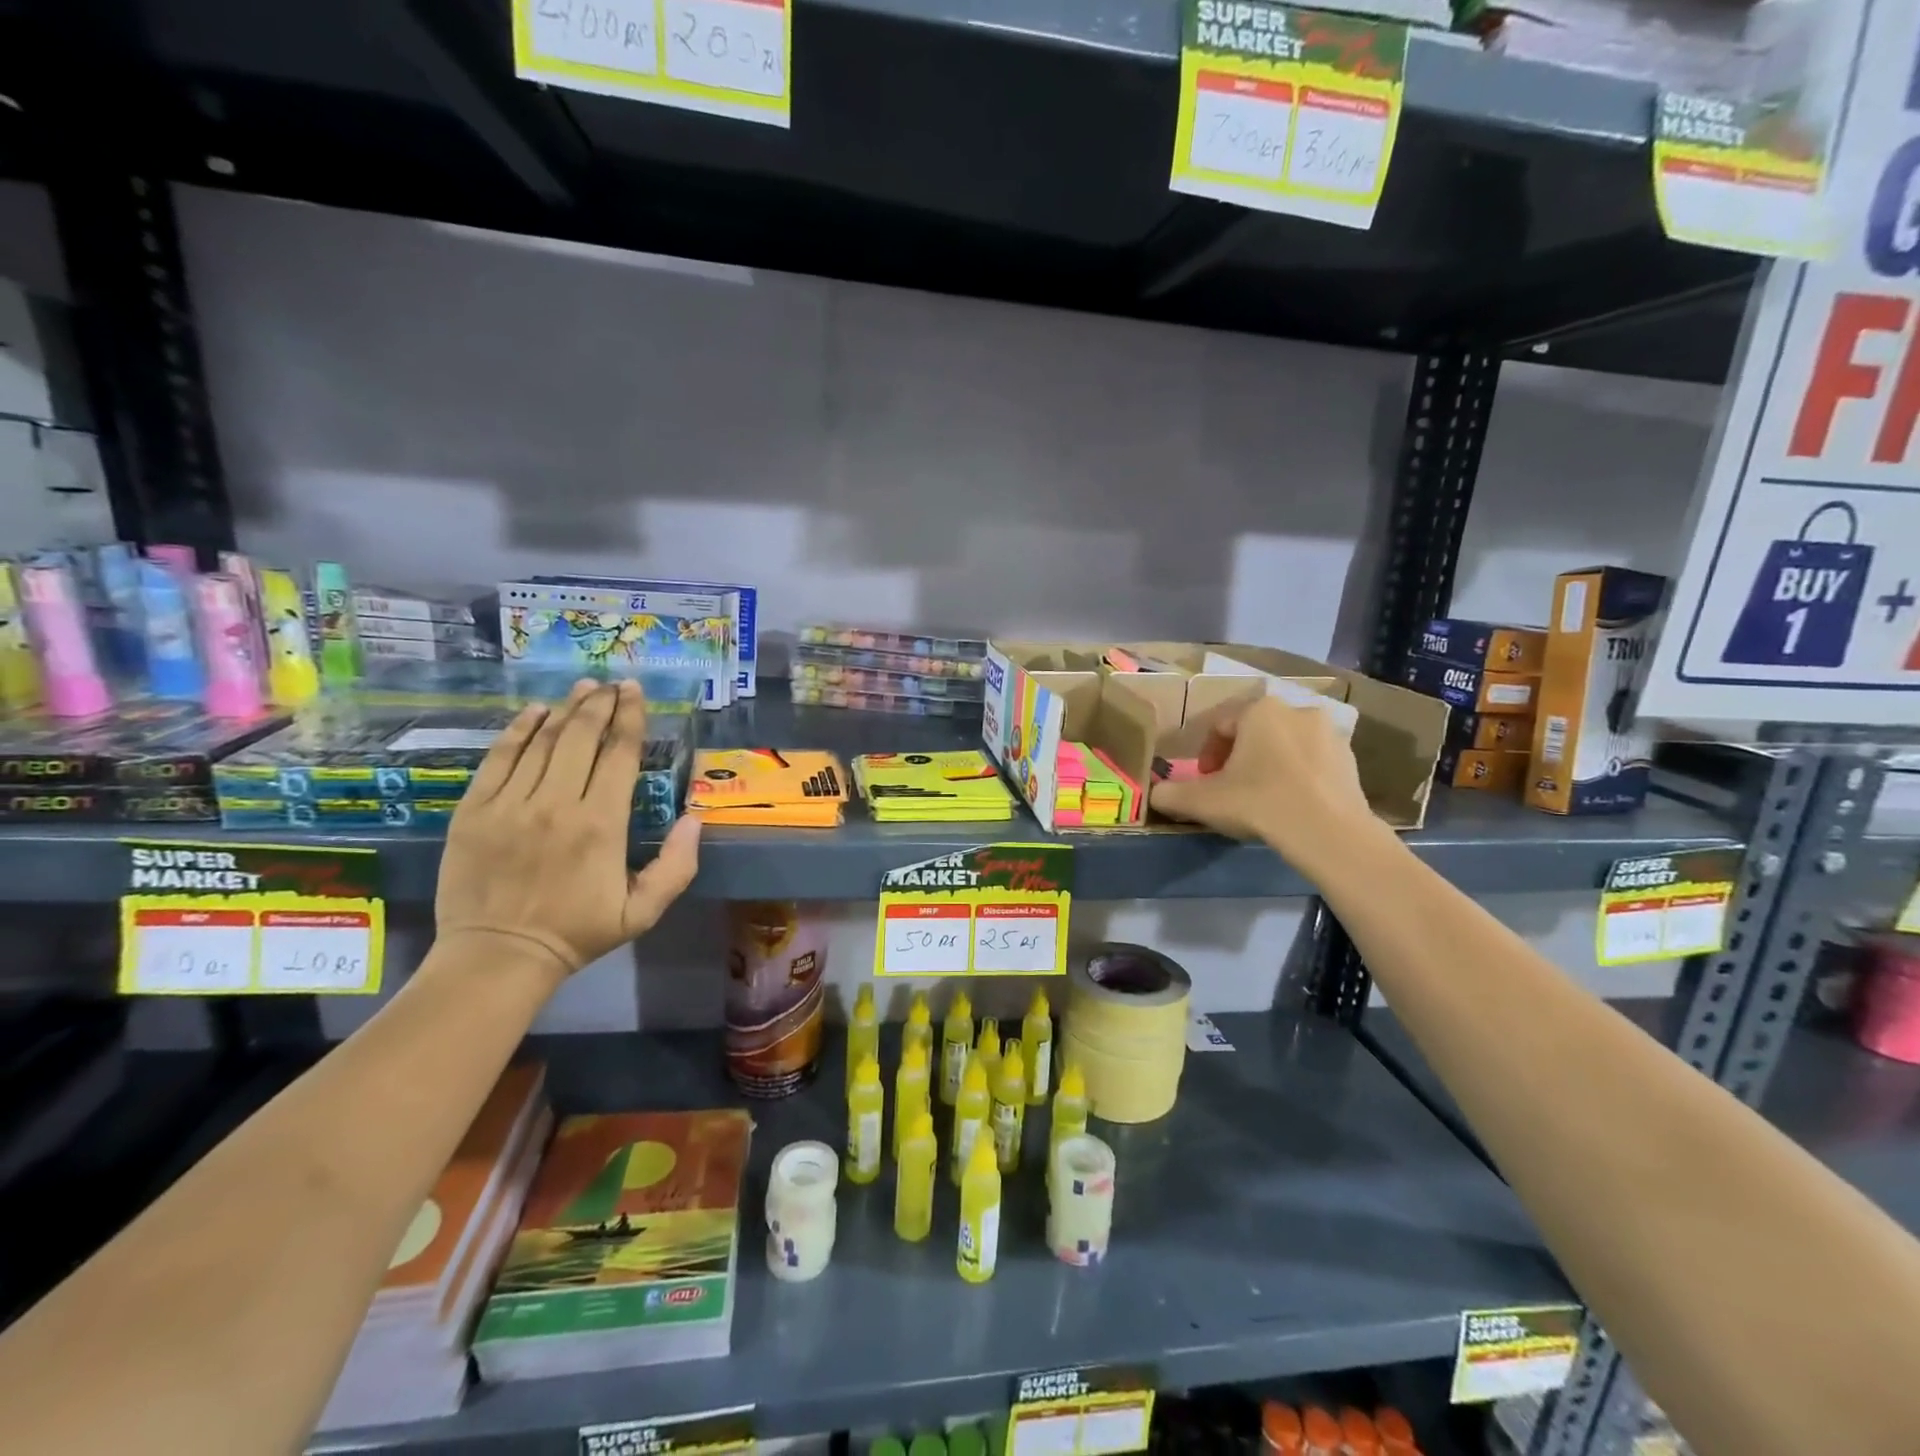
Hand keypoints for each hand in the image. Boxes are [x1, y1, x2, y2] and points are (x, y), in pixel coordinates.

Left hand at [435, 679, 700, 985]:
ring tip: (582, 689)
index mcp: (602, 825)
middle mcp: (557, 804)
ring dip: (565, 709)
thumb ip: (677, 865)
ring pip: (542, 741)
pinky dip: (518, 730)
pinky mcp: (474, 810)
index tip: (635, 692)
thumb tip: (694, 817)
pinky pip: (499, 758)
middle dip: (600, 704)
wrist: (498, 957)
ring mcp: (511, 804)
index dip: (630, 718)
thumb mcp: (643, 911)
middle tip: (611, 684)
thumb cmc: (578, 932)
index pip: (619, 755)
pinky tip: (534, 712)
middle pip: (581, 737)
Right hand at [1150, 695, 1378, 870]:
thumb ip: (1169, 794)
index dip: (1206, 755)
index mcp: (1259, 709)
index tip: (1205, 782)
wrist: (1327, 833)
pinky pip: (1313, 763)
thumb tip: (1154, 793)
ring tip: (1262, 799)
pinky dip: (1298, 777)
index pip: (1219, 726)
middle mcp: (1296, 710)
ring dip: (1270, 765)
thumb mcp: (1201, 801)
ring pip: (1285, 746)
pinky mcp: (1351, 759)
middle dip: (1239, 758)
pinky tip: (1291, 806)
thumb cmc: (1258, 803)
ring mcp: (1330, 733)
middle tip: (1230, 790)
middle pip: (1255, 733)